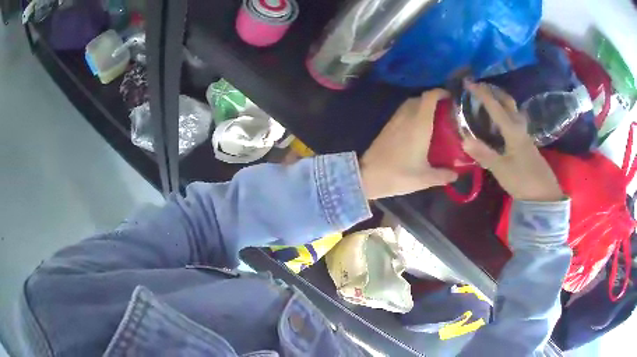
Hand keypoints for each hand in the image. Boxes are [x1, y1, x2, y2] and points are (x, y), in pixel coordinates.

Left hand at [360, 89, 457, 199]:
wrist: (367, 177)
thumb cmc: (399, 175)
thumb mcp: (425, 178)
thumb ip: (443, 175)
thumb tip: (456, 175)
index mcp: (419, 123)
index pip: (429, 97)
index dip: (440, 93)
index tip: (451, 97)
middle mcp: (407, 117)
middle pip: (420, 98)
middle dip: (433, 100)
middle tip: (445, 111)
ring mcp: (395, 120)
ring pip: (410, 104)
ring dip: (421, 105)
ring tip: (433, 118)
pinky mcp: (387, 126)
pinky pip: (402, 112)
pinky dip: (412, 112)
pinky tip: (417, 127)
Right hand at [461, 80, 562, 201]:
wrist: (544, 194)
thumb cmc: (523, 180)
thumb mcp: (501, 170)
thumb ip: (484, 154)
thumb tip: (464, 139)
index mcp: (512, 131)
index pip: (495, 107)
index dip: (481, 94)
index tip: (469, 82)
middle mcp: (519, 128)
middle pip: (508, 102)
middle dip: (494, 91)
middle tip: (480, 87)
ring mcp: (524, 135)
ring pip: (513, 110)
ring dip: (501, 101)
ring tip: (489, 100)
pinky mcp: (526, 143)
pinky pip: (514, 120)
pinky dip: (505, 113)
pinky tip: (501, 121)